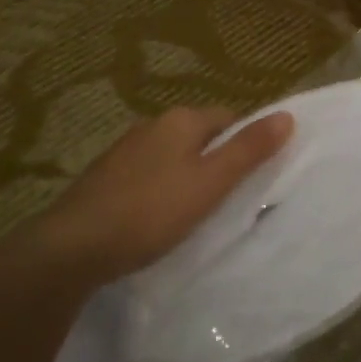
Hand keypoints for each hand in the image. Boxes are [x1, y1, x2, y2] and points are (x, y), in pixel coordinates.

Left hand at [19, 106, 293, 281]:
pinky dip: (161, 189)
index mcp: (181, 119)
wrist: (73, 246)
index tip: (255, 176)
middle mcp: (152, 124)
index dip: (247, 142)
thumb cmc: (151, 211)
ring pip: (173, 155)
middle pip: (200, 135)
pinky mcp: (105, 177)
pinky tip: (159, 217)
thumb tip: (287, 115)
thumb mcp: (211, 182)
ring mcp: (124, 150)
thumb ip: (249, 149)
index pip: (229, 118)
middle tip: (230, 197)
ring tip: (197, 211)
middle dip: (217, 159)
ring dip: (188, 175)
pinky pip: (149, 174)